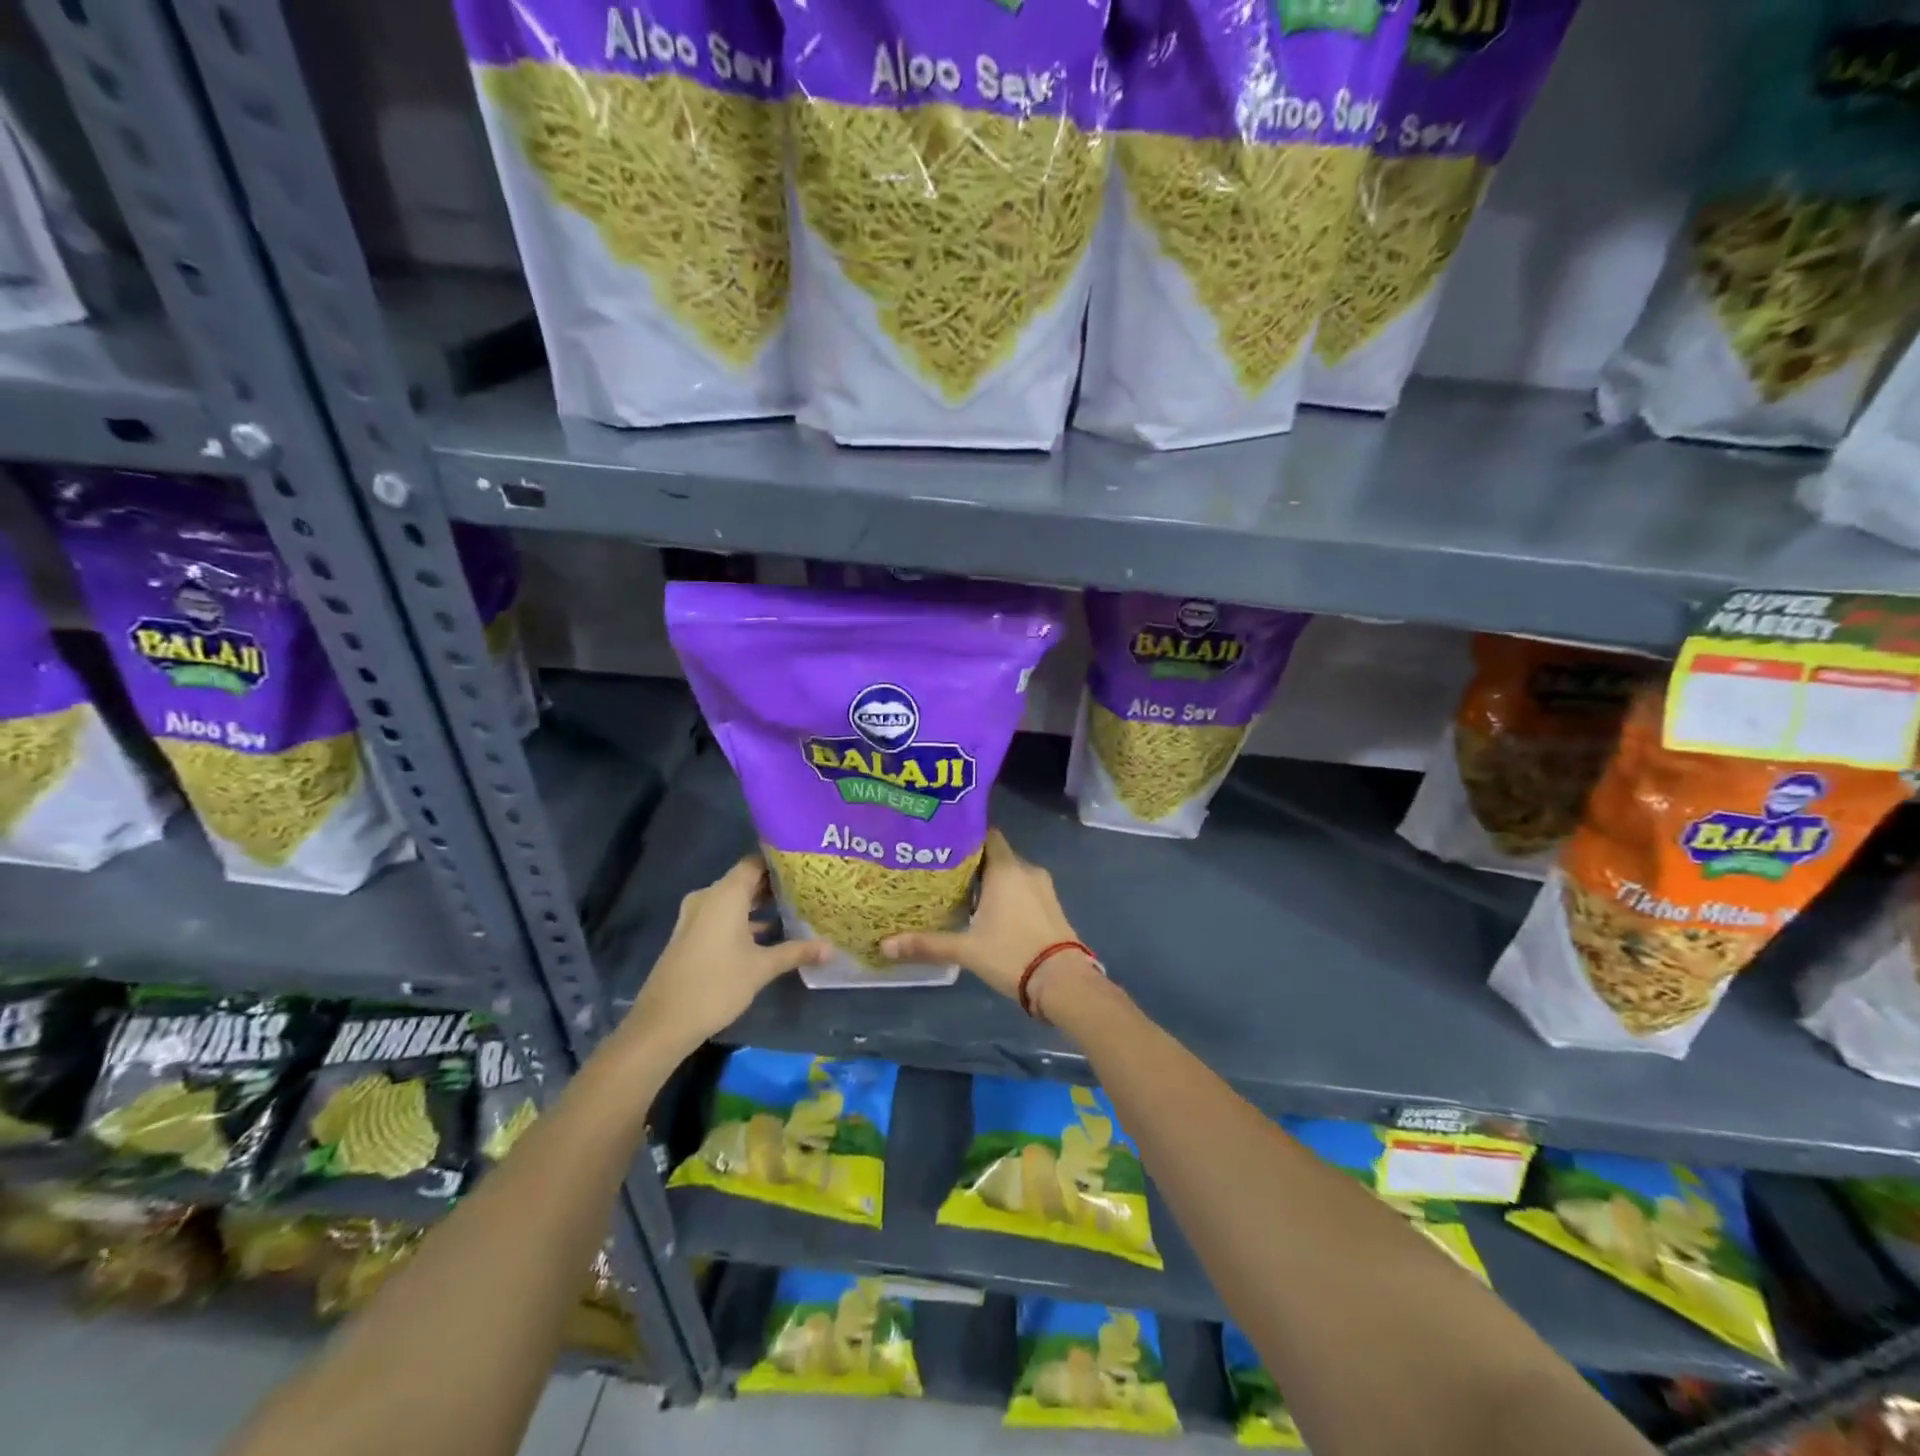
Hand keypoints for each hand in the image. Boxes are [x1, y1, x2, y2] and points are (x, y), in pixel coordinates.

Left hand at [627, 855, 828, 1053]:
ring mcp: (695, 916)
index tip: (806, 863)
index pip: (755, 863)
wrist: (663, 1023)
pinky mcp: (690, 935)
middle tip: (806, 886)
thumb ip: (796, 952)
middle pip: (744, 880)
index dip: (780, 861)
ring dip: (758, 904)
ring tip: (793, 908)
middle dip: (773, 884)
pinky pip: (721, 915)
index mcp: (725, 895)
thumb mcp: (762, 968)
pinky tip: (767, 933)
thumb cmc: (716, 985)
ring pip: (733, 900)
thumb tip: (831, 948)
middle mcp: (708, 897)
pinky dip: (743, 919)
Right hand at [882, 829, 1088, 1005]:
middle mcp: (1026, 869)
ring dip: (990, 879)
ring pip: (1010, 872)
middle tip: (943, 871)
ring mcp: (1043, 887)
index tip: (942, 843)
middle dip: (972, 861)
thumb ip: (927, 944)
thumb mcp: (966, 950)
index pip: (986, 835)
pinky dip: (1007, 892)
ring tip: (962, 892)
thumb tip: (885, 945)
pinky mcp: (1051, 904)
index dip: (964, 836)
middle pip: (995, 854)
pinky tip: (989, 910)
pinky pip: (1023, 887)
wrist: (1063, 982)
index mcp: (1005, 869)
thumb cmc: (1012, 955)